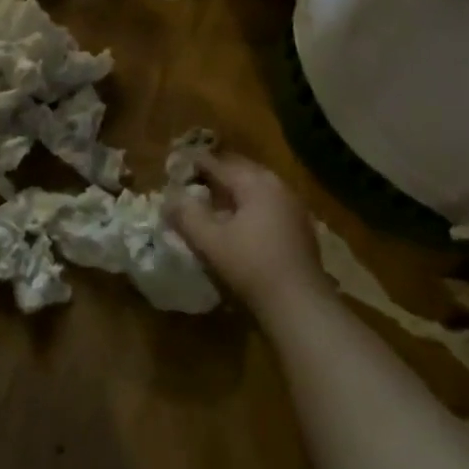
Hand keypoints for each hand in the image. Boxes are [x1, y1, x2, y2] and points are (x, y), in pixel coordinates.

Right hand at [167, 152, 327, 312]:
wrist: (301, 305)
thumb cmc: (251, 266)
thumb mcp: (209, 240)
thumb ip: (185, 214)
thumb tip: (168, 197)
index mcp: (256, 183)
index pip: (218, 163)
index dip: (193, 162)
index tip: (173, 163)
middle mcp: (278, 186)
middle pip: (239, 170)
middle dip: (213, 173)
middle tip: (189, 179)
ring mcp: (292, 206)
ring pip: (254, 187)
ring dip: (230, 189)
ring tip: (208, 199)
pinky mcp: (298, 227)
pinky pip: (265, 203)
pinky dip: (246, 204)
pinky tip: (234, 221)